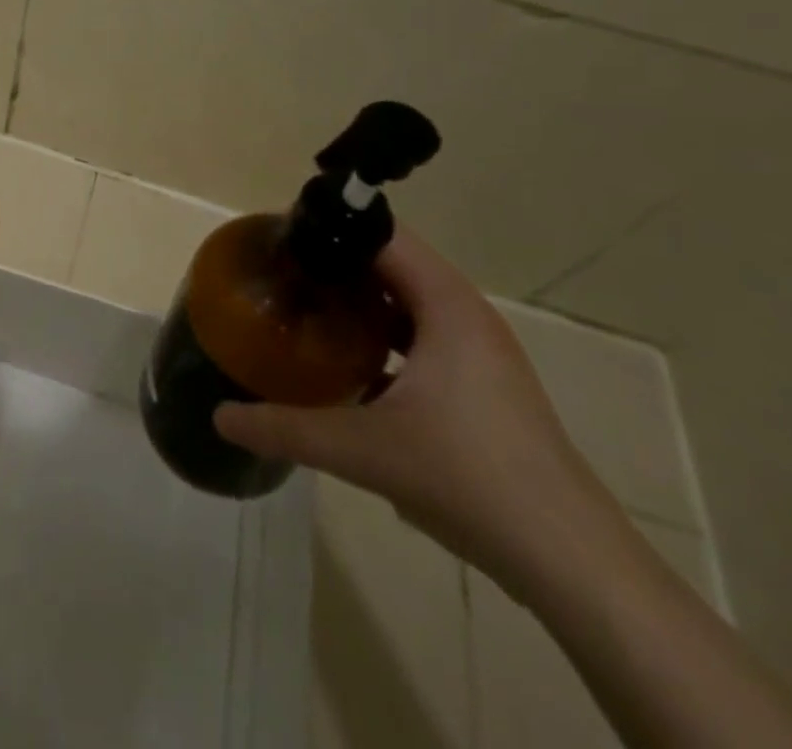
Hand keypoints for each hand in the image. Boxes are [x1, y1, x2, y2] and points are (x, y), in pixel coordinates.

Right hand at [214, 230, 620, 588]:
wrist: (572, 564)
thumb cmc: (469, 479)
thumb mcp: (364, 451)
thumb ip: (286, 428)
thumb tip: (219, 416)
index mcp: (447, 307)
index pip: (384, 236)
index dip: (331, 227)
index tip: (279, 236)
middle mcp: (466, 317)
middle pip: (392, 265)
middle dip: (336, 263)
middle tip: (280, 273)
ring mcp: (479, 353)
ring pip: (407, 303)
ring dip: (359, 301)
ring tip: (304, 309)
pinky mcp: (482, 387)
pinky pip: (421, 337)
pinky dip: (382, 336)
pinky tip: (347, 364)